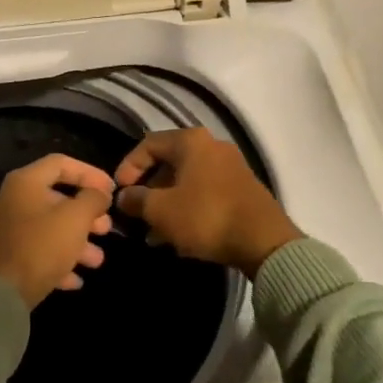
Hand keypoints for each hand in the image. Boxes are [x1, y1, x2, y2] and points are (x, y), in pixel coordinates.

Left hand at [0, 154, 115, 308]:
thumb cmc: (41, 246)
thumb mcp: (76, 218)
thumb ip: (93, 199)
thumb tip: (100, 194)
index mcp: (25, 183)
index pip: (62, 163)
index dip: (90, 173)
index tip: (112, 190)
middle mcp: (12, 200)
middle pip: (57, 199)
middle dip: (87, 215)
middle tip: (106, 228)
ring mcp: (7, 230)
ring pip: (50, 229)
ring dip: (77, 242)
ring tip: (97, 260)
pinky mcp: (6, 257)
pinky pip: (38, 252)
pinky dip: (59, 261)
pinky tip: (76, 279)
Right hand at [114, 129, 302, 278]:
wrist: (264, 240)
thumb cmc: (206, 217)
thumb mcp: (161, 211)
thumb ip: (137, 200)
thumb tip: (124, 196)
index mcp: (191, 142)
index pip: (148, 144)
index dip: (128, 167)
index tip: (119, 193)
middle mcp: (212, 146)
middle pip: (168, 163)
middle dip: (148, 190)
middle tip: (136, 214)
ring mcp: (230, 167)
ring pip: (186, 182)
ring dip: (166, 204)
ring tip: (153, 233)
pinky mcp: (241, 189)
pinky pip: (204, 194)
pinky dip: (187, 209)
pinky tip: (177, 237)